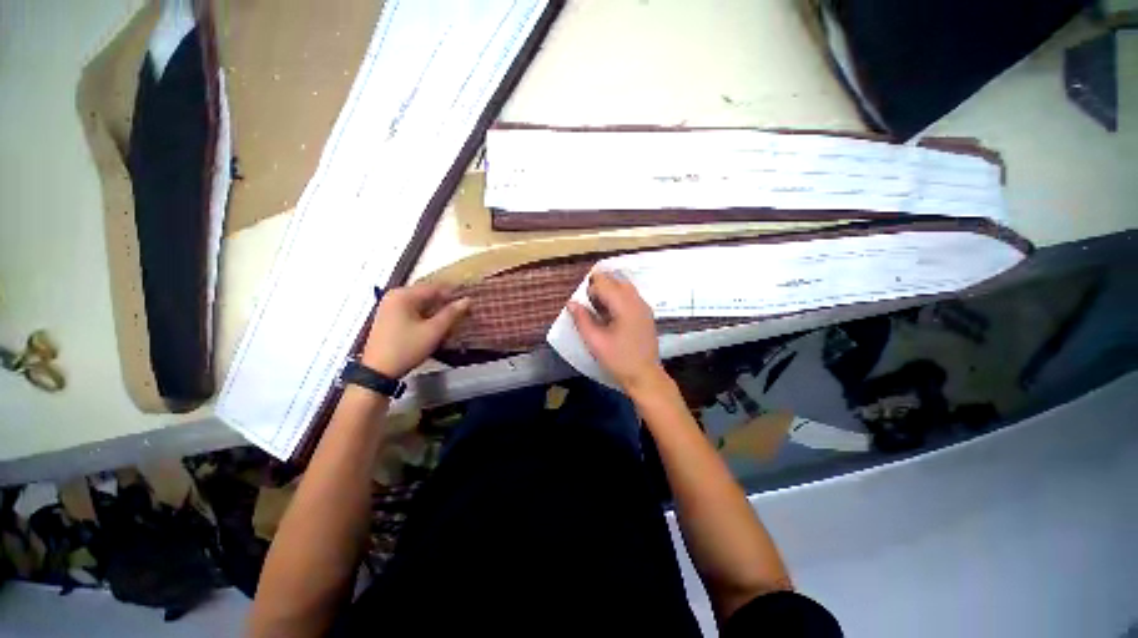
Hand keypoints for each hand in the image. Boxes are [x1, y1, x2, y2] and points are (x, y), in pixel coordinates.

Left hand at [361, 282, 470, 377]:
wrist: (378, 371)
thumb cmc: (407, 348)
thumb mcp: (433, 331)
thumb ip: (451, 313)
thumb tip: (467, 300)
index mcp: (403, 295)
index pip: (435, 287)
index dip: (454, 294)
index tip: (469, 302)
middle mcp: (394, 296)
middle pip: (427, 294)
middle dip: (445, 303)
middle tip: (464, 311)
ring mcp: (390, 307)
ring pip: (421, 303)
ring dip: (437, 310)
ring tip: (453, 319)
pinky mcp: (389, 318)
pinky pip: (413, 310)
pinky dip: (426, 316)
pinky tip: (436, 325)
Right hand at [567, 271, 664, 392]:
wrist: (645, 376)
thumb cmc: (618, 359)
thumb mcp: (595, 341)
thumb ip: (582, 319)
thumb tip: (571, 302)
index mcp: (624, 305)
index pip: (604, 283)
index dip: (590, 289)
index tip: (583, 303)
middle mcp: (636, 300)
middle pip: (616, 281)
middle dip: (600, 286)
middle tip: (589, 304)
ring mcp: (644, 306)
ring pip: (624, 287)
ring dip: (609, 291)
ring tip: (598, 307)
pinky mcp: (646, 314)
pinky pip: (630, 296)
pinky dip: (618, 297)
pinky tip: (611, 313)